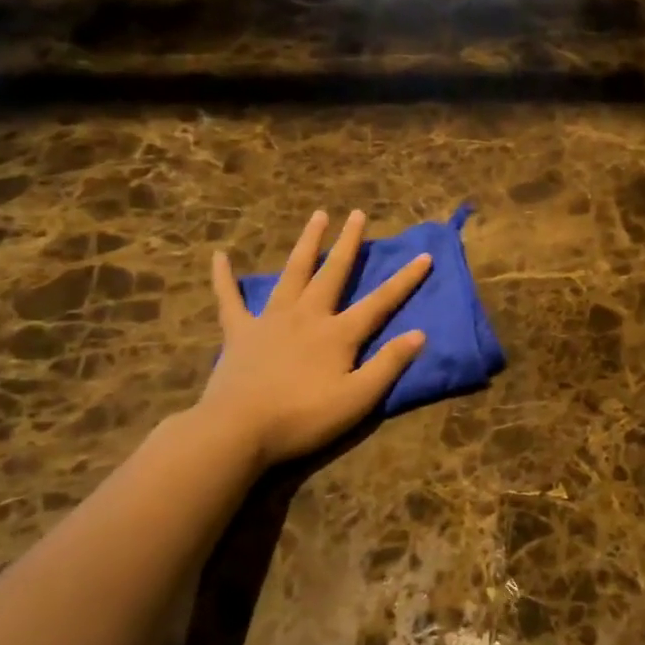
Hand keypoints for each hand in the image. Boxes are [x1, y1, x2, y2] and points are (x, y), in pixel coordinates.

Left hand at [195, 209, 430, 468]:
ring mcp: (270, 320)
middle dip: (348, 243)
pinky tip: (219, 256)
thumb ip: (389, 364)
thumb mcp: (358, 399)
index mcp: (338, 334)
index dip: (405, 280)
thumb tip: (419, 334)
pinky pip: (230, 299)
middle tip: (356, 214)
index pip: (380, 302)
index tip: (424, 256)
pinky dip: (224, 277)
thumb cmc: (303, 418)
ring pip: (293, 273)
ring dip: (306, 243)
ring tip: (317, 216)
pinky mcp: (239, 332)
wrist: (238, 430)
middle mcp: (307, 316)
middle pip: (332, 272)